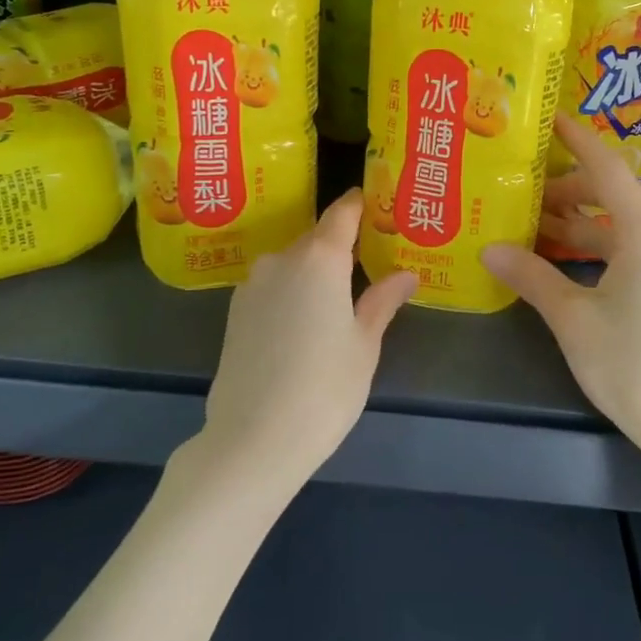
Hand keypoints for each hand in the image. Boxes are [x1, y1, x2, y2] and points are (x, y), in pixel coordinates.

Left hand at [201, 190, 418, 483]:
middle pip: (317, 238)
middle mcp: (281, 259)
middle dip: (342, 244)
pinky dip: (292, 291)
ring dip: (315, 271)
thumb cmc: (324, 388)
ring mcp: (252, 284)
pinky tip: (305, 322)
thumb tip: (405, 274)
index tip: (378, 201)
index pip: (342, 213)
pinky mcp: (234, 311)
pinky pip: (272, 286)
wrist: (252, 439)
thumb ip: (382, 301)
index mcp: (319, 259)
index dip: (360, 204)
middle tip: (371, 260)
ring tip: (340, 297)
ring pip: (292, 263)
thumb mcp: (364, 345)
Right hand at [482, 117, 640, 457]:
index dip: (579, 141)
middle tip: (519, 186)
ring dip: (573, 224)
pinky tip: (553, 261)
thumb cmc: (633, 364)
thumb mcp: (573, 318)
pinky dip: (587, 250)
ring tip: (525, 222)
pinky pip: (620, 254)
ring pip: (613, 229)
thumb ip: (532, 278)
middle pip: (609, 198)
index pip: (609, 171)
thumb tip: (489, 248)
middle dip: (564, 189)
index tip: (550, 119)